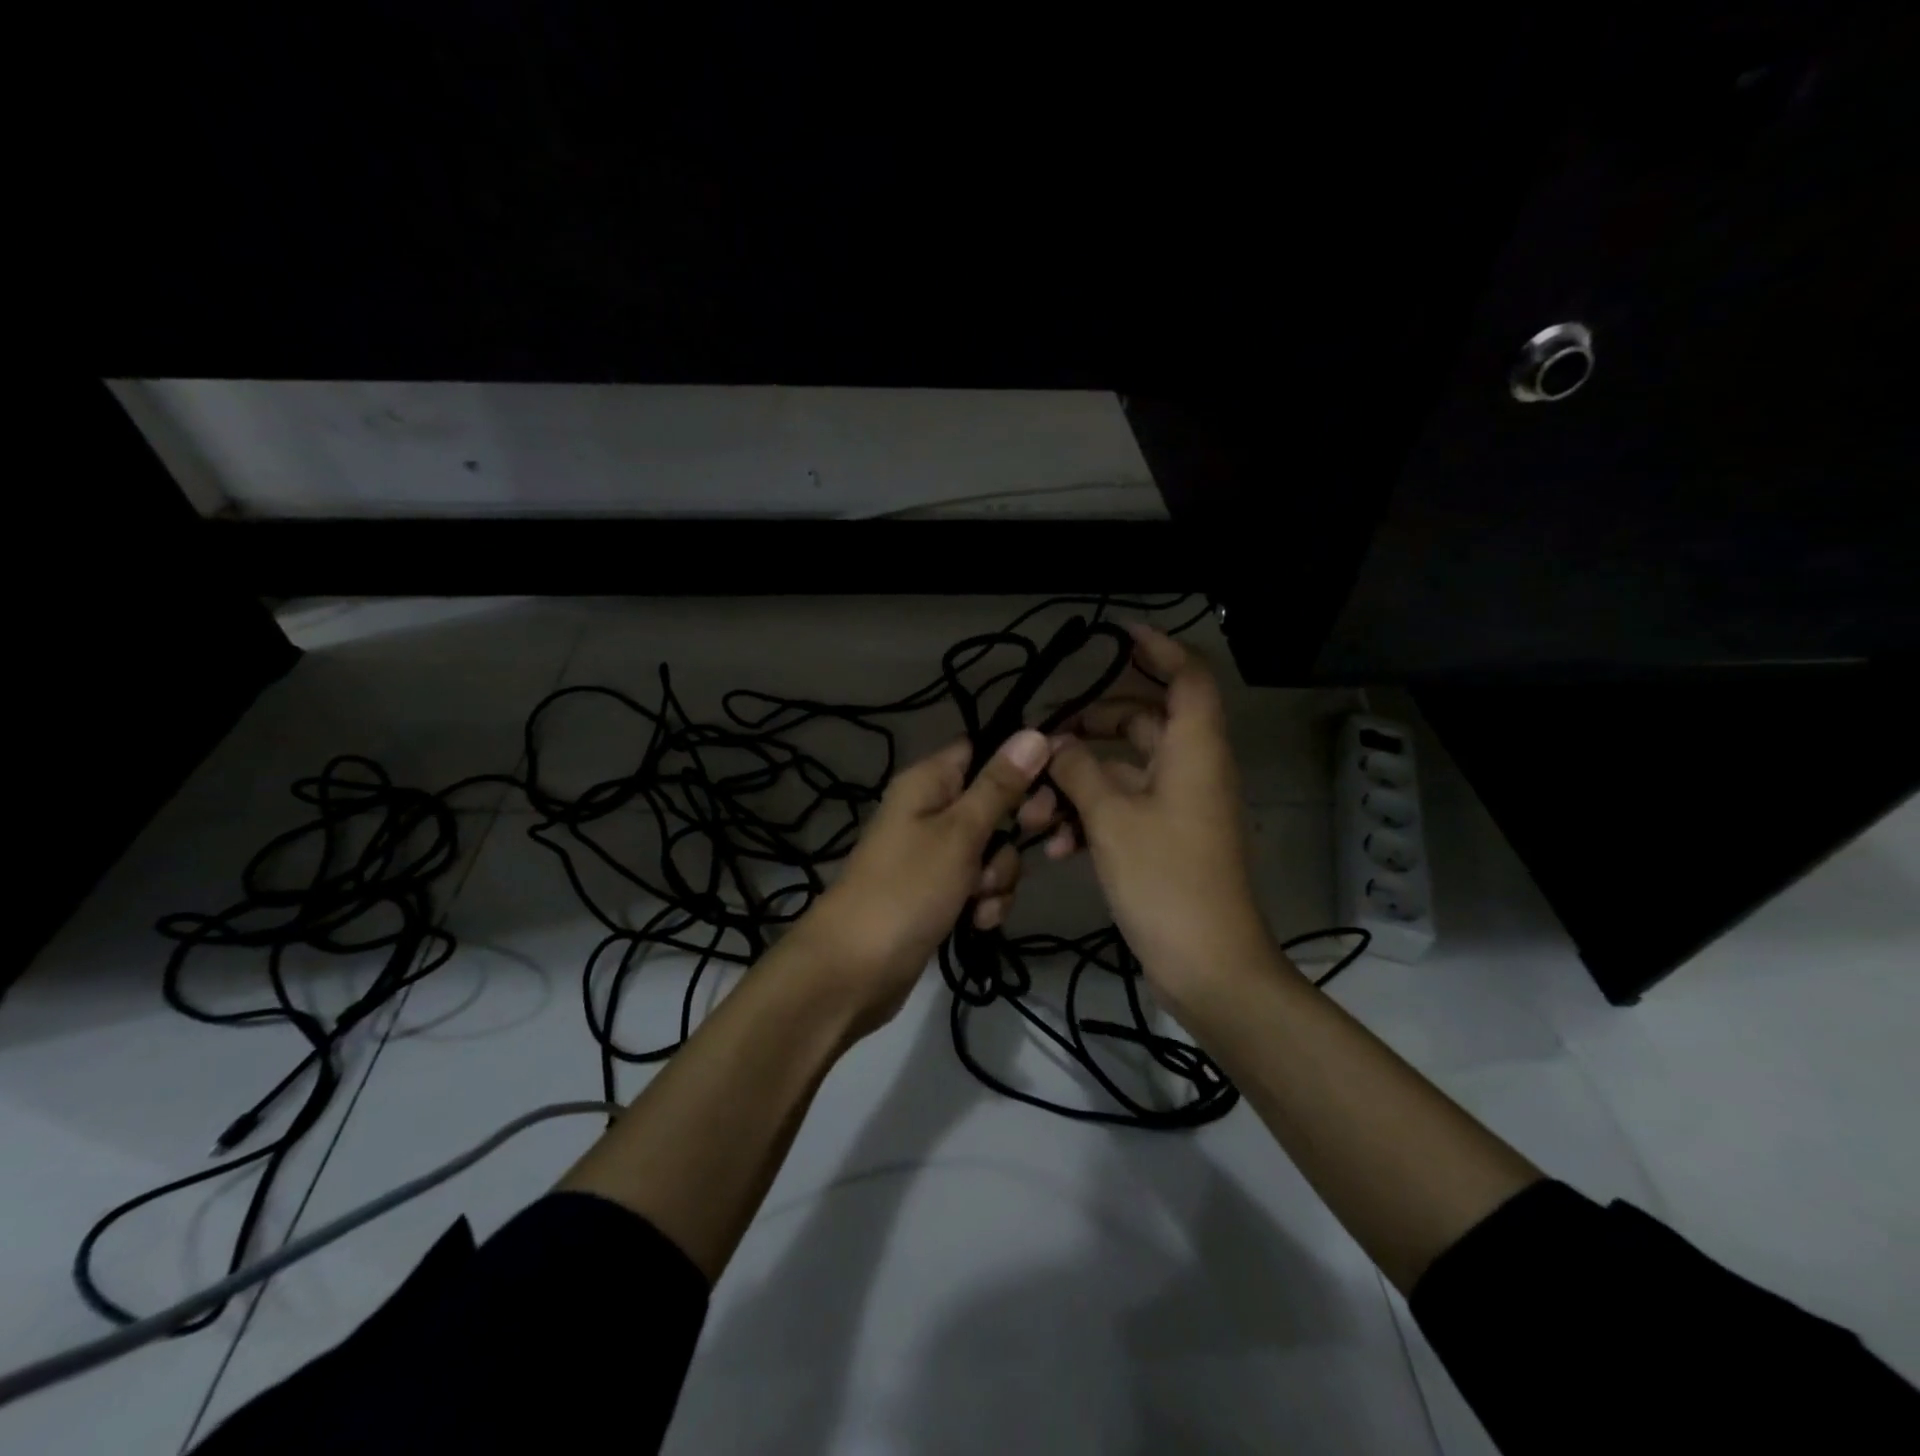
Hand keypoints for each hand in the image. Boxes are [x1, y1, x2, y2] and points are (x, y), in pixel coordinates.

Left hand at [795, 728, 1053, 1030]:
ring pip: (992, 851)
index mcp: (928, 781)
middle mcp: (930, 810)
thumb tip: (1034, 733)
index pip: (982, 750)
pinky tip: (976, 923)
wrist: (855, 971)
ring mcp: (934, 854)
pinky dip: (984, 902)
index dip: (1018, 766)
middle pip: (994, 804)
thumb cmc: (907, 889)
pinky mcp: (938, 892)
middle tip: (1005, 853)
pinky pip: (978, 885)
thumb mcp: (960, 833)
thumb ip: (1000, 786)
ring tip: (978, 900)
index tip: (1047, 791)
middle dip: (1010, 836)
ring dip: (997, 877)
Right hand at [1043, 625, 1270, 1012]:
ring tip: (1034, 812)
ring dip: (1079, 784)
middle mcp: (1192, 769)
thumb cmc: (1166, 880)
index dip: (1158, 649)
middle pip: (1143, 722)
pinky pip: (1125, 808)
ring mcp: (1180, 807)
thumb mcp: (1111, 818)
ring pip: (1125, 771)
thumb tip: (1056, 745)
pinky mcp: (1167, 840)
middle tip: (1046, 737)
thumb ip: (1078, 771)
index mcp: (1194, 750)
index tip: (1117, 637)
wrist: (1207, 965)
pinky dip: (1091, 818)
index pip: (1187, 677)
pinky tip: (1055, 846)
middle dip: (1091, 727)